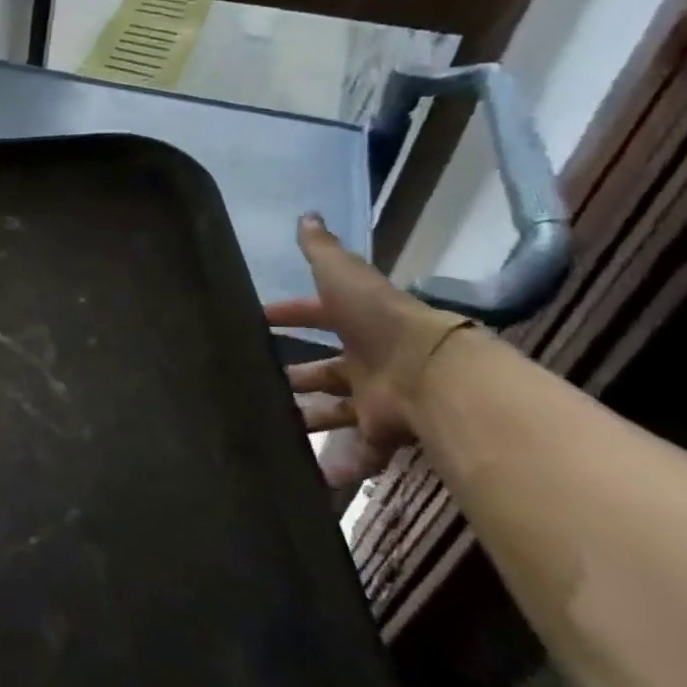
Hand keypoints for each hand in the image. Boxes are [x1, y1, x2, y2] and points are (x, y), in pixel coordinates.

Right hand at [263, 214, 473, 495]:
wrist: (430, 373)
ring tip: (268, 425)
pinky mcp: (382, 434)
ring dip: (306, 419)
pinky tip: (305, 471)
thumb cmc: (378, 320)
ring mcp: (374, 399)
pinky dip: (336, 464)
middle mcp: (366, 361)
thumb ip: (322, 250)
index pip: (316, 317)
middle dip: (294, 376)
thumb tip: (307, 214)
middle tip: (257, 382)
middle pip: (323, 371)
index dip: (288, 316)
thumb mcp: (344, 276)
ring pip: (332, 411)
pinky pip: (357, 452)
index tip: (257, 322)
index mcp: (357, 324)